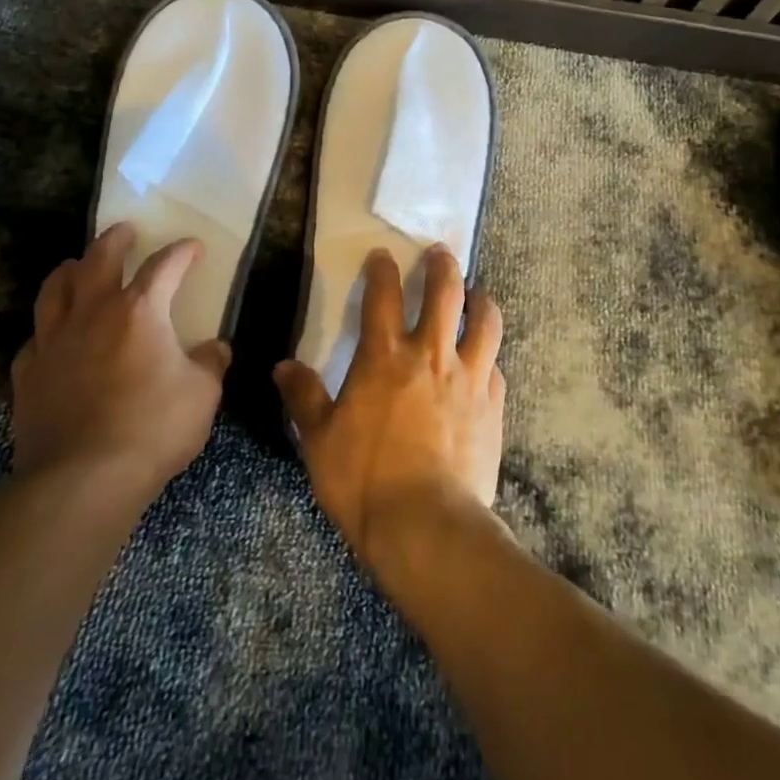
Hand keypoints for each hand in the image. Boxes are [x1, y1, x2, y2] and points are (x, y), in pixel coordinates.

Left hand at [13, 223, 230, 489]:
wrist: (81, 480)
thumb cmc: (153, 429)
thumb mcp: (202, 395)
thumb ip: (210, 364)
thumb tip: (215, 349)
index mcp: (140, 311)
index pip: (164, 265)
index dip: (182, 251)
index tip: (194, 247)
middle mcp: (93, 313)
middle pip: (99, 259)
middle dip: (116, 240)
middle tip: (125, 231)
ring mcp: (53, 341)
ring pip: (55, 288)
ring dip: (71, 269)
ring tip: (78, 265)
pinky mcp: (28, 372)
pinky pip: (36, 336)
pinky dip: (48, 326)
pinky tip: (54, 334)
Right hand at [273, 246, 504, 568]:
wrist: (427, 525)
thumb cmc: (364, 480)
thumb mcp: (320, 440)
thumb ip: (304, 398)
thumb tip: (282, 367)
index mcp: (384, 357)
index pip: (383, 295)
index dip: (382, 269)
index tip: (383, 255)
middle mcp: (430, 355)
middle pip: (445, 292)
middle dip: (442, 266)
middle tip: (440, 253)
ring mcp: (468, 378)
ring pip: (485, 321)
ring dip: (480, 301)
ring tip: (476, 294)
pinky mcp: (493, 406)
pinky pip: (496, 367)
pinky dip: (489, 357)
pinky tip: (485, 362)